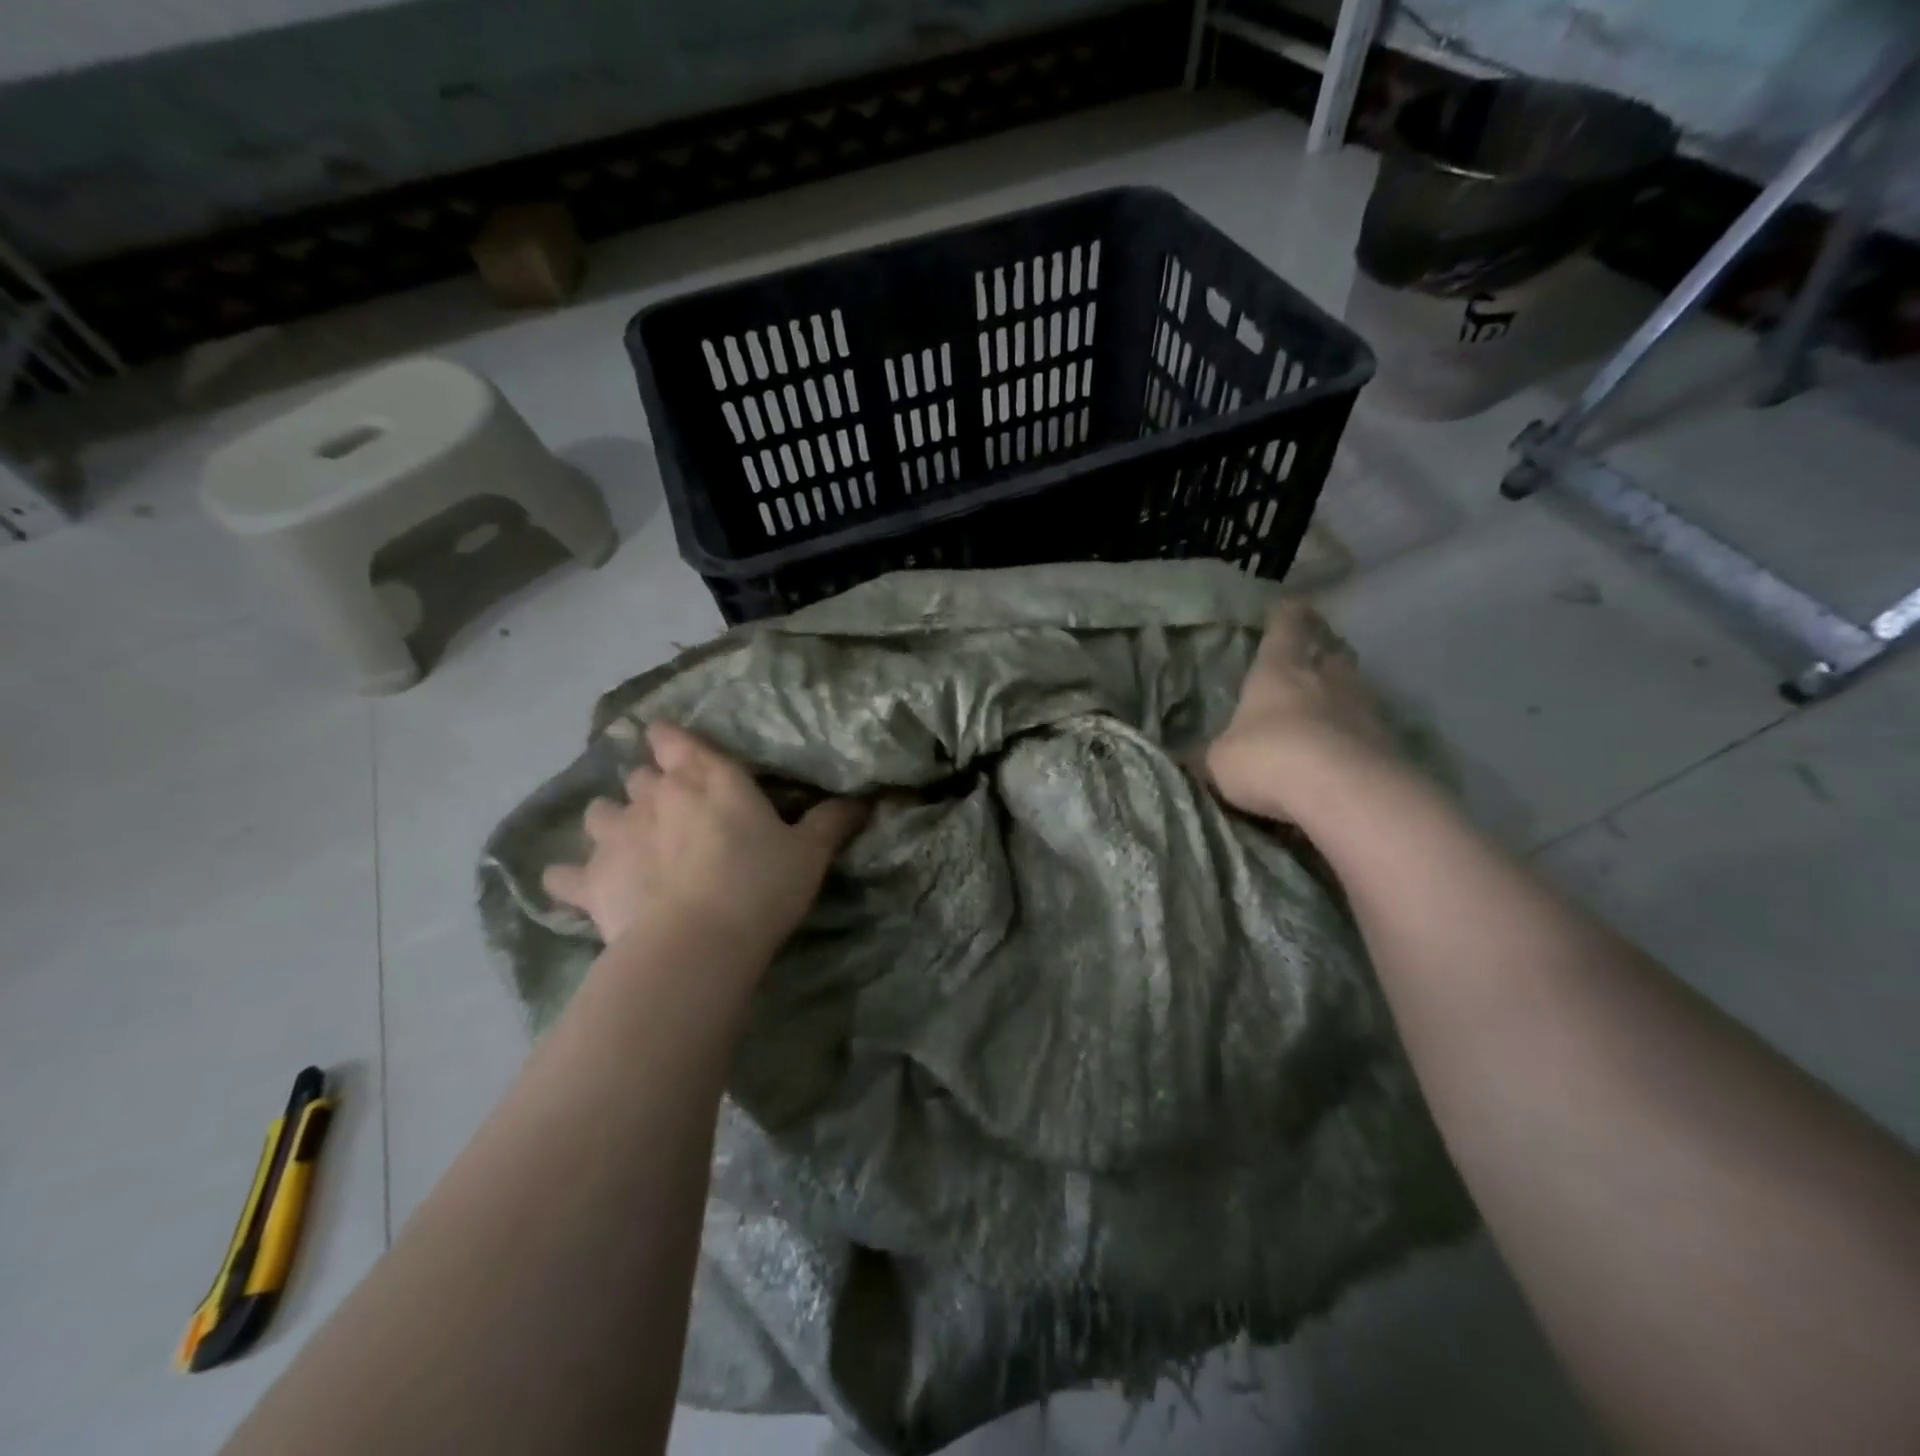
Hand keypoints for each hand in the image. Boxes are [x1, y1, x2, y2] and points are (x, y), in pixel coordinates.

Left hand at [542, 722, 865, 958]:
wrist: (697, 943)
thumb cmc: (759, 887)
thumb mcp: (808, 854)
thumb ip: (829, 822)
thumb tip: (859, 800)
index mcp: (708, 781)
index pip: (680, 742)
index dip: (671, 739)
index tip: (665, 738)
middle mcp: (656, 797)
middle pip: (642, 776)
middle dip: (650, 785)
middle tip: (667, 806)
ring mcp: (616, 836)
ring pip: (599, 811)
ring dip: (610, 819)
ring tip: (623, 837)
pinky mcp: (590, 881)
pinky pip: (564, 875)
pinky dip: (567, 877)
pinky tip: (570, 883)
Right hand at [1205, 603, 1398, 819]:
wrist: (1344, 792)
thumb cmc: (1268, 759)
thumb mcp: (1220, 762)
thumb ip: (1208, 754)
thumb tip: (1187, 756)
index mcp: (1279, 669)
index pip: (1285, 627)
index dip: (1285, 615)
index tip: (1287, 605)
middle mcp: (1325, 677)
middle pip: (1329, 650)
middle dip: (1321, 648)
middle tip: (1314, 651)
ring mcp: (1363, 706)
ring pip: (1354, 684)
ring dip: (1343, 688)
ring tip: (1331, 698)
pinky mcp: (1389, 739)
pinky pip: (1369, 724)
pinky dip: (1358, 728)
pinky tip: (1347, 744)